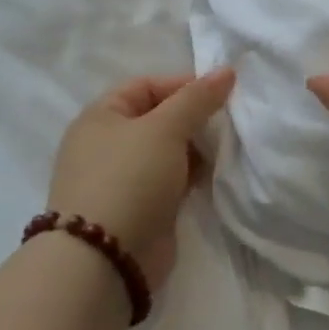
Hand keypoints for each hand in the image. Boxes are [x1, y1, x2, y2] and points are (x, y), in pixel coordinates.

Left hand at [48, 69, 234, 292]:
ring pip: (166, 152)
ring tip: (223, 151)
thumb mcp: (166, 128)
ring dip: (194, 150)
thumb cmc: (129, 178)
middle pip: (158, 118)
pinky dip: (189, 176)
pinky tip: (211, 178)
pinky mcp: (138, 209)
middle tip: (226, 123)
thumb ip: (197, 98)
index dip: (183, 85)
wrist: (105, 259)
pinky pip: (169, 181)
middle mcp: (106, 144)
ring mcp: (121, 179)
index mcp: (101, 117)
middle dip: (193, 119)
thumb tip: (227, 70)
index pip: (146, 86)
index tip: (221, 95)